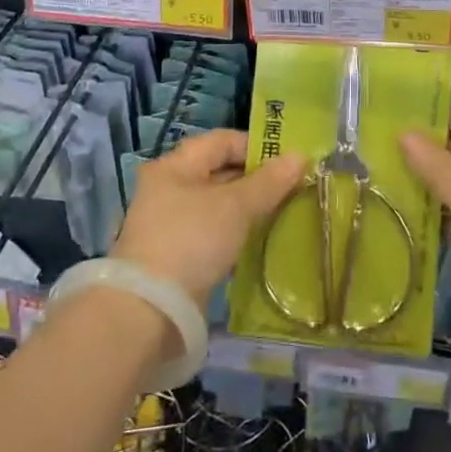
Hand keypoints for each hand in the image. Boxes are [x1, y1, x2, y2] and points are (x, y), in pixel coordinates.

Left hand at [111, 130, 304, 308]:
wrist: (150, 310)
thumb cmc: (192, 240)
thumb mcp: (236, 207)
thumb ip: (269, 182)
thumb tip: (300, 156)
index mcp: (175, 166)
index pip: (222, 141)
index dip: (257, 146)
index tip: (289, 161)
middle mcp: (168, 188)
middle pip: (219, 171)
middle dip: (256, 179)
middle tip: (292, 188)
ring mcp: (170, 223)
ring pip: (218, 204)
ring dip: (248, 208)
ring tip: (282, 213)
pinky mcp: (175, 255)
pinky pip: (212, 232)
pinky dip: (235, 233)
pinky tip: (258, 241)